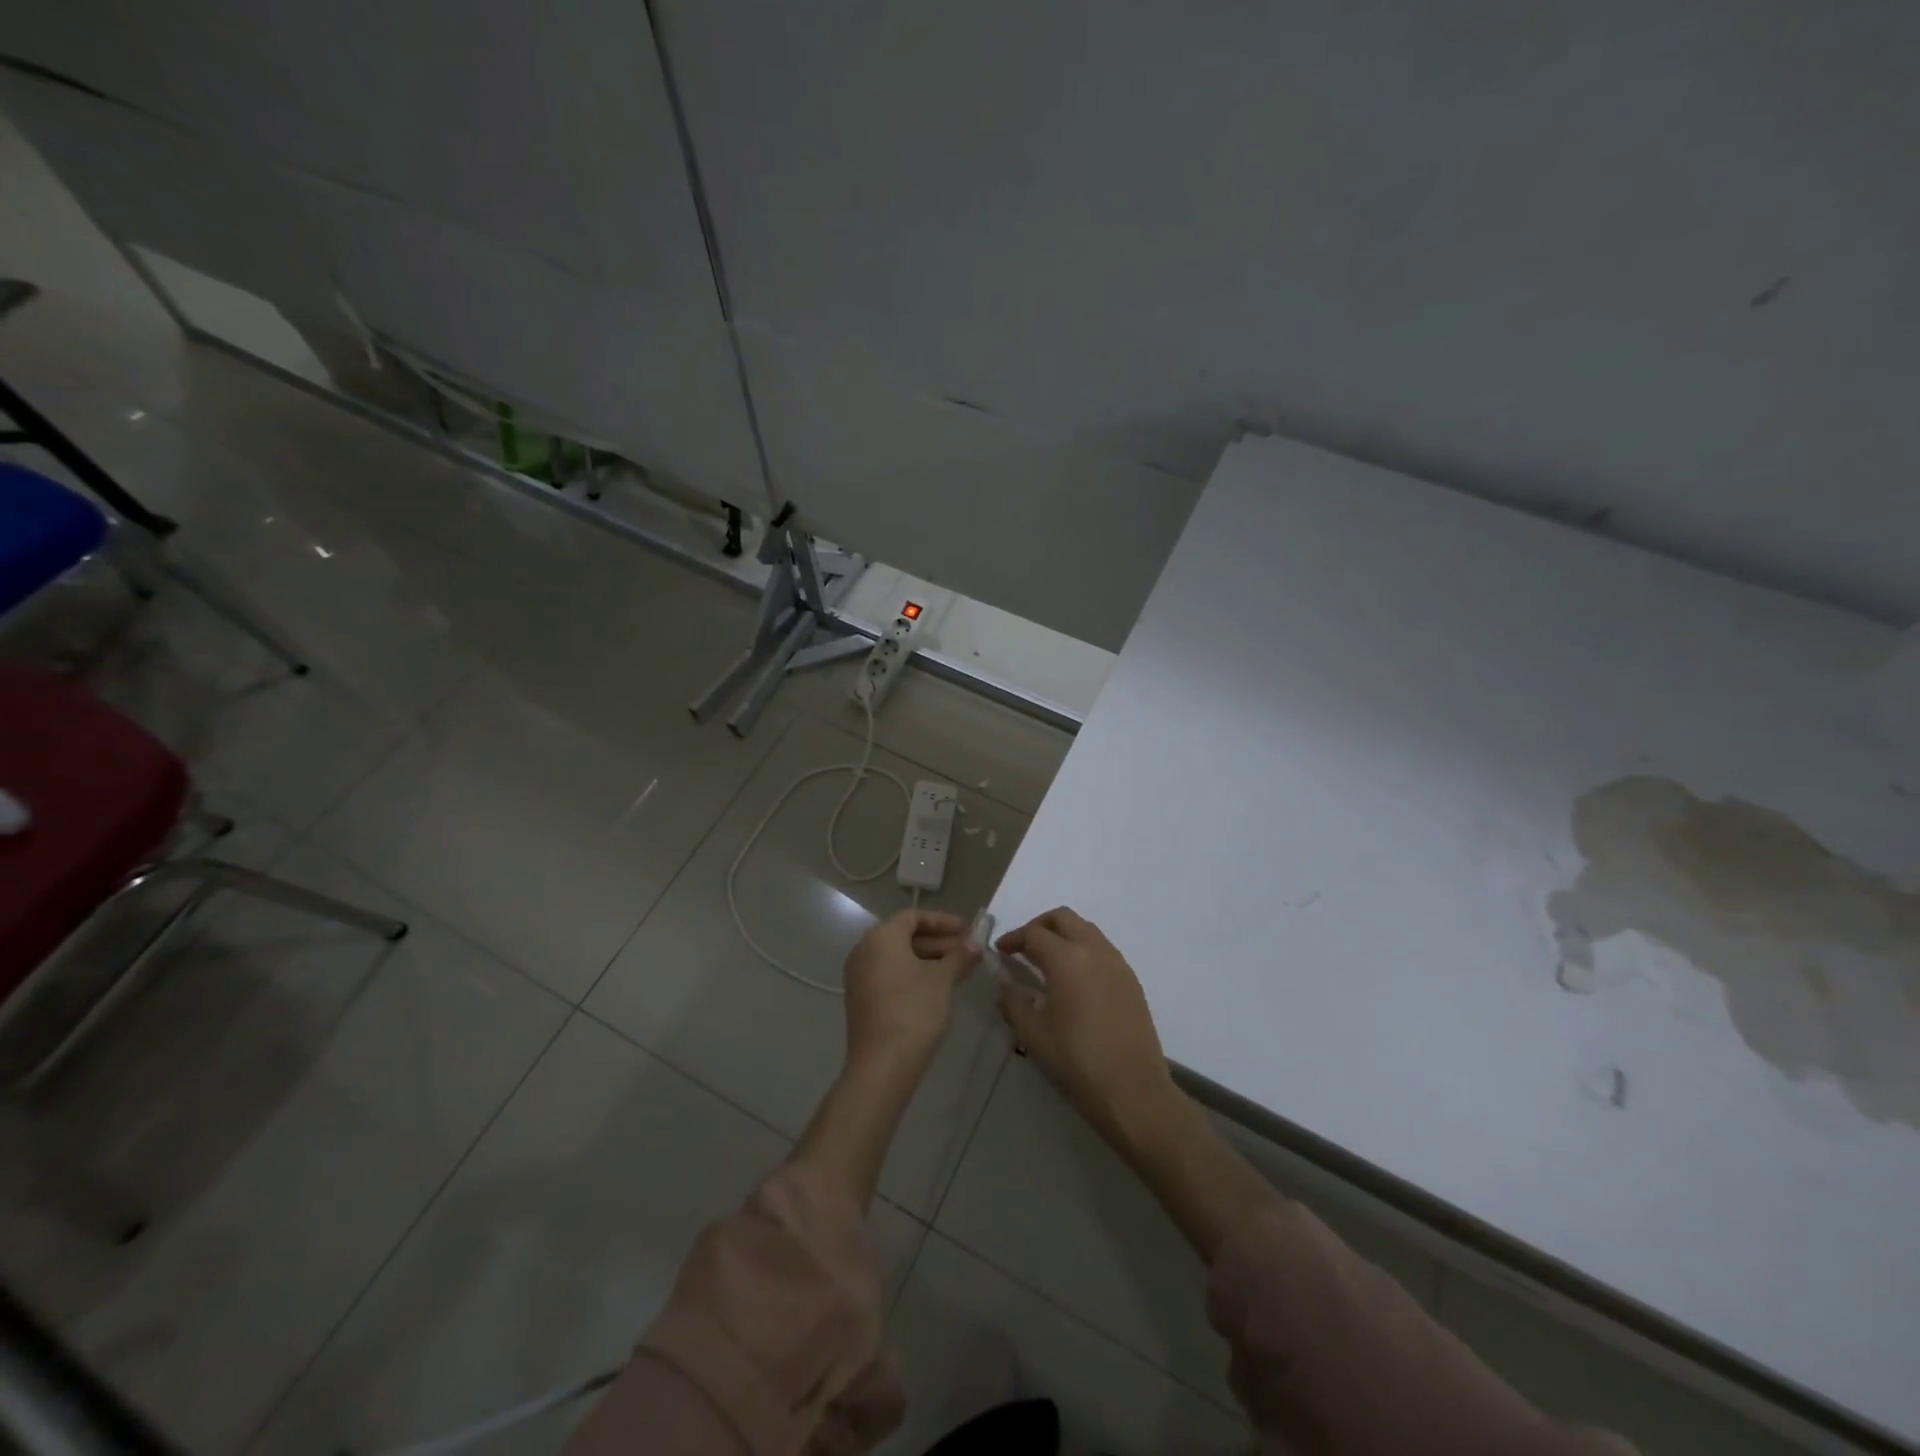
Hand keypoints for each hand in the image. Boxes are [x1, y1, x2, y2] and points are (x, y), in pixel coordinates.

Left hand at [842, 909, 980, 1078]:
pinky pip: (889, 975)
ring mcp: (859, 976)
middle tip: (967, 951)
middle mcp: (864, 950)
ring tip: (958, 970)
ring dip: (928, 959)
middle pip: (904, 936)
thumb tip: (975, 942)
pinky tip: (937, 988)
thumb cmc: (914, 1011)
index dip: (942, 921)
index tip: (967, 930)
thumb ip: (960, 956)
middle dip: (938, 941)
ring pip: (897, 957)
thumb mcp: (943, 980)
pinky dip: (912, 974)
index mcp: (881, 937)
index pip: (913, 916)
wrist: (882, 1064)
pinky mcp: (861, 999)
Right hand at [997, 908, 1181, 1148]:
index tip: (1000, 951)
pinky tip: (1074, 979)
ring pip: (1086, 930)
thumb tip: (1005, 985)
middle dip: (1039, 925)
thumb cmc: (1077, 1062)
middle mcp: (1094, 950)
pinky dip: (1083, 950)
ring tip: (1047, 961)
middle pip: (1063, 918)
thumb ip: (1013, 1003)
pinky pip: (1102, 949)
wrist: (1134, 1091)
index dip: (1013, 939)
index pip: (1034, 934)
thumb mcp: (1033, 1035)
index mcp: (1067, 959)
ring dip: (1063, 935)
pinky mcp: (1131, 980)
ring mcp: (1117, 964)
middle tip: (1023, 947)